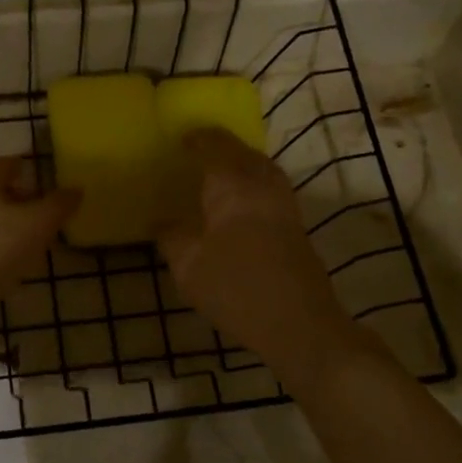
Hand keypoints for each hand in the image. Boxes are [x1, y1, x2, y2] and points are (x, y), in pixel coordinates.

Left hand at [0, 157, 79, 310]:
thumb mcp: (38, 223)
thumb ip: (59, 205)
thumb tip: (76, 189)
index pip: (2, 165)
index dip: (20, 165)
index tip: (34, 169)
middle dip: (14, 196)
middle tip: (38, 206)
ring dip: (5, 224)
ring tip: (30, 238)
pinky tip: (10, 264)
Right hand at [158, 129, 359, 371]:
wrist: (299, 323)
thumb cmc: (236, 289)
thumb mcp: (189, 267)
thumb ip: (172, 238)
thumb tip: (162, 221)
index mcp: (233, 186)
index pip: (214, 147)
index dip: (197, 139)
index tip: (181, 140)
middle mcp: (262, 185)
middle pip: (243, 152)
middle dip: (221, 147)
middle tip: (198, 153)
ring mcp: (285, 204)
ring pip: (262, 168)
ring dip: (241, 163)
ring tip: (219, 173)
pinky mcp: (296, 226)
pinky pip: (271, 187)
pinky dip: (254, 183)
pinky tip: (240, 203)